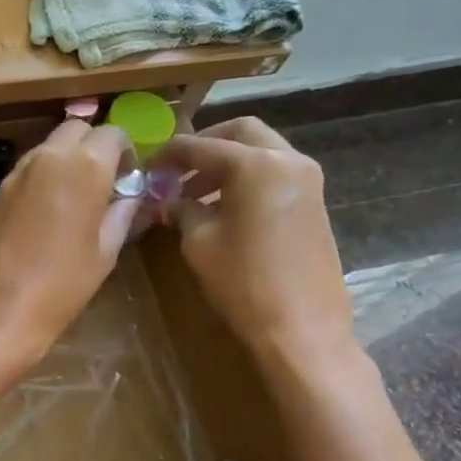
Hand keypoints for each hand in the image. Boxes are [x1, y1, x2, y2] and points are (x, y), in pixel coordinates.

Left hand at [0, 119, 138, 362]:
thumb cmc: (60, 286)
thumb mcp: (104, 253)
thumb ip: (120, 214)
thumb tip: (128, 197)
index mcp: (84, 166)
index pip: (113, 133)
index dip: (125, 152)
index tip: (128, 178)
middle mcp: (47, 158)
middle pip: (76, 129)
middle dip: (93, 146)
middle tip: (102, 182)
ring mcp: (15, 174)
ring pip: (47, 147)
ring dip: (65, 161)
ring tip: (74, 199)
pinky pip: (26, 171)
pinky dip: (41, 178)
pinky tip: (45, 213)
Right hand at [152, 118, 355, 373]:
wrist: (301, 327)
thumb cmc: (242, 283)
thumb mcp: (198, 243)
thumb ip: (182, 210)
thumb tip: (169, 198)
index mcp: (255, 165)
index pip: (202, 146)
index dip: (169, 154)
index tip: (147, 167)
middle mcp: (287, 160)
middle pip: (241, 132)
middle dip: (205, 145)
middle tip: (175, 169)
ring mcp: (307, 179)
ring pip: (261, 150)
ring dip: (227, 162)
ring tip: (193, 193)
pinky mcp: (313, 201)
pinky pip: (274, 172)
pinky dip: (246, 177)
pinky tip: (222, 207)